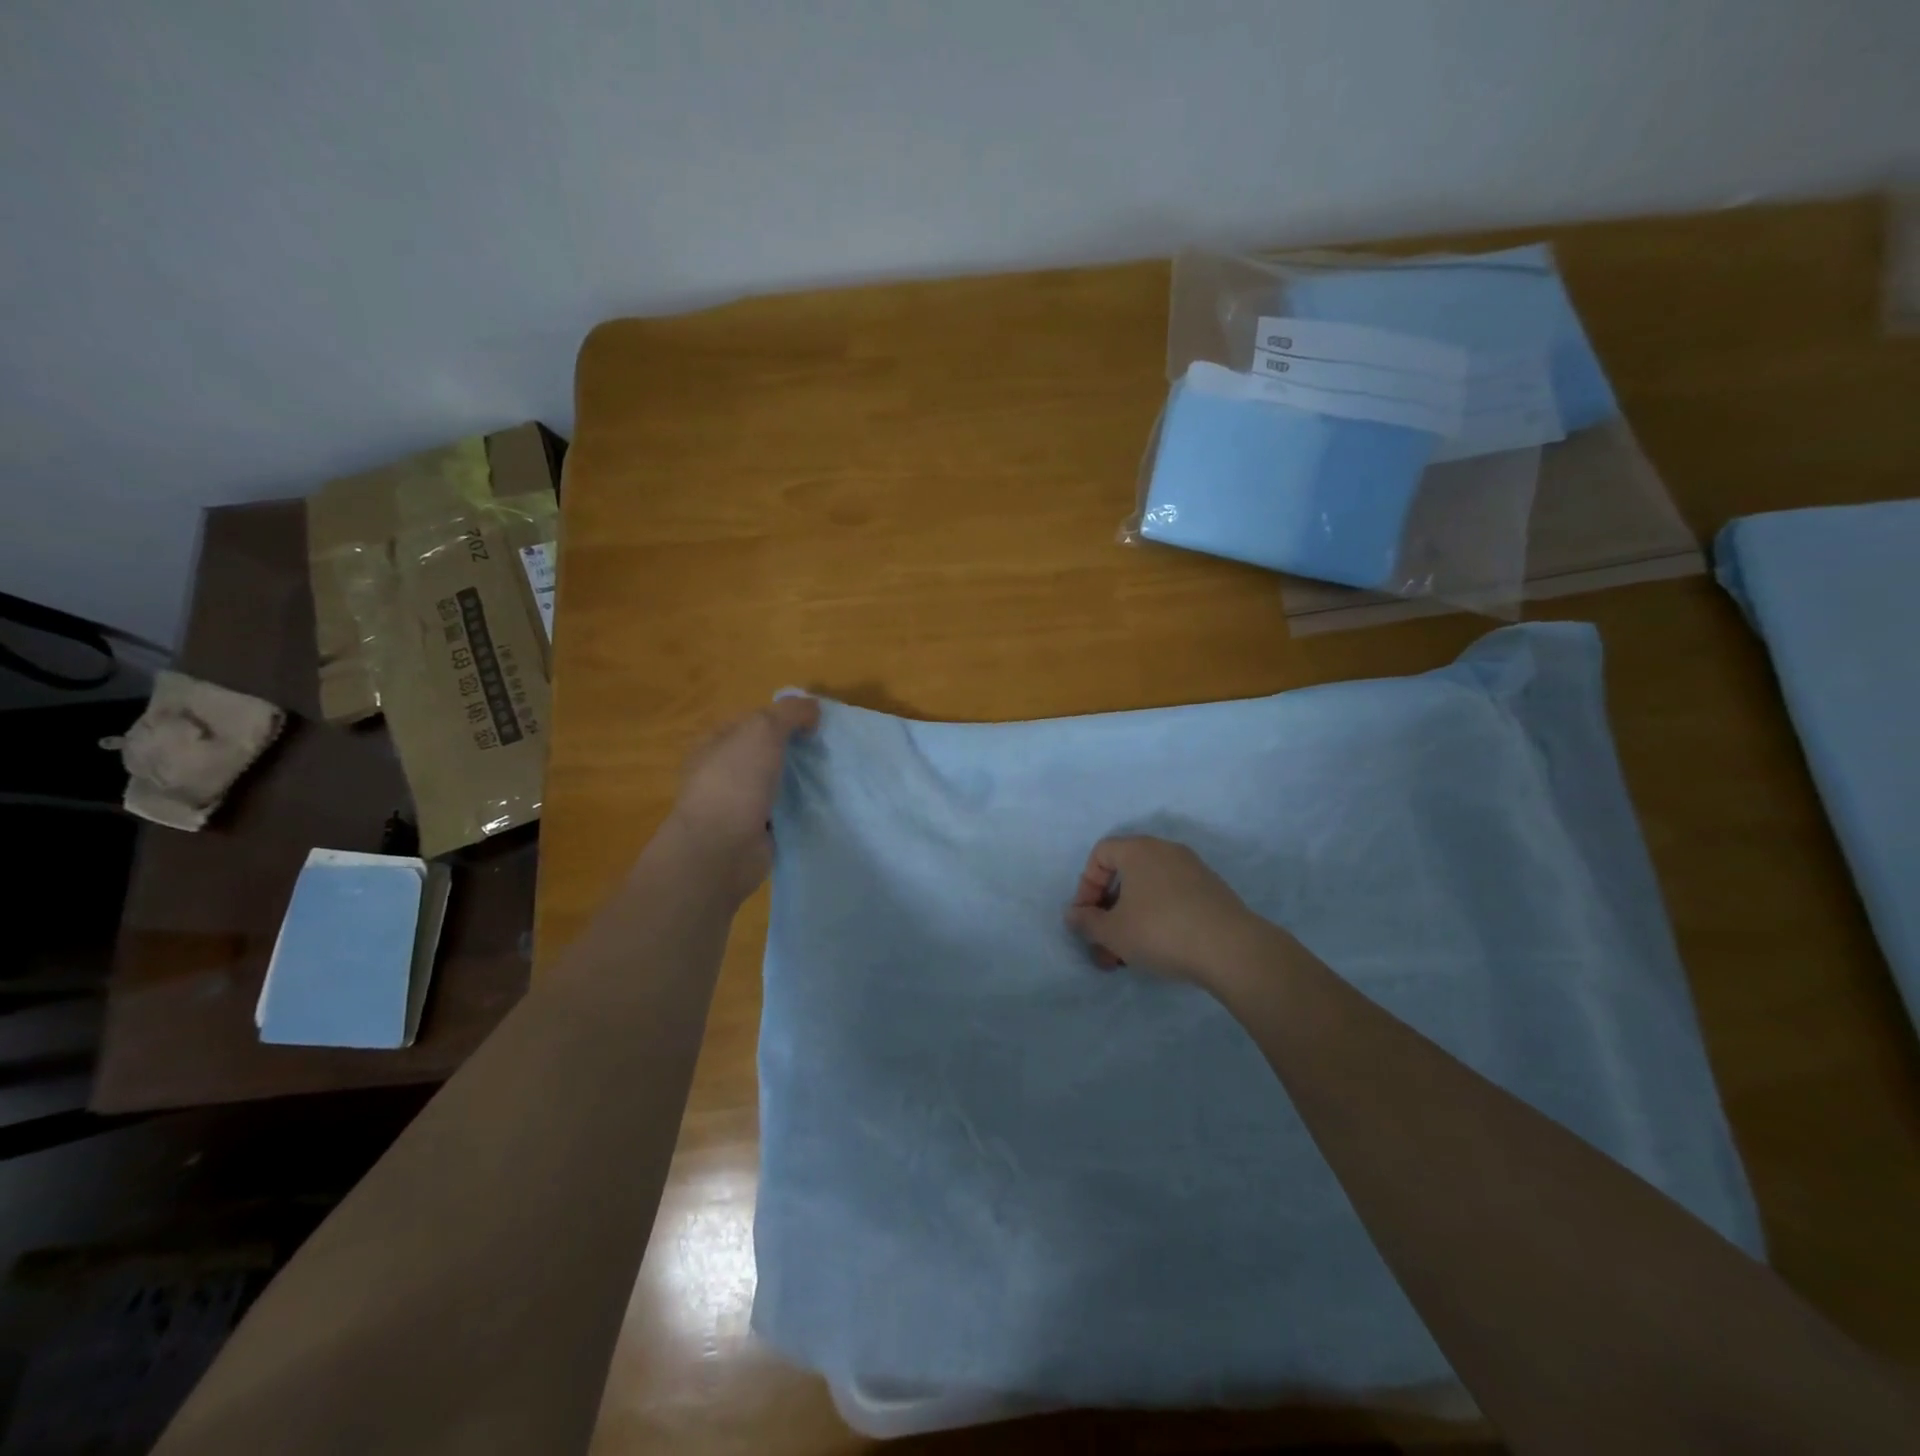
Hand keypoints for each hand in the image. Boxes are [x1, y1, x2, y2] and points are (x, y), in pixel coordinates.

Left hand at [666, 695, 819, 900]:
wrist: (721, 850)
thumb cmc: (736, 782)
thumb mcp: (763, 730)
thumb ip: (790, 712)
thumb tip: (813, 708)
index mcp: (715, 744)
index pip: (753, 721)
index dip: (784, 717)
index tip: (817, 723)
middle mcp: (723, 773)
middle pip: (767, 753)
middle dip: (797, 751)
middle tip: (829, 751)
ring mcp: (738, 804)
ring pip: (778, 784)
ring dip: (801, 782)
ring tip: (834, 777)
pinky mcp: (756, 832)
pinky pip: (785, 813)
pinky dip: (801, 810)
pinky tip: (824, 805)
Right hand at [1064, 835, 1262, 986]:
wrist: (1232, 949)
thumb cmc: (1161, 931)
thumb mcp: (1113, 932)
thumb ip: (1087, 922)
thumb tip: (1074, 914)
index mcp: (1139, 850)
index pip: (1101, 853)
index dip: (1086, 884)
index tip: (1087, 916)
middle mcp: (1166, 851)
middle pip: (1125, 873)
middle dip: (1108, 910)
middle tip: (1104, 944)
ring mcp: (1193, 870)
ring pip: (1149, 890)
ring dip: (1131, 919)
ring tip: (1128, 956)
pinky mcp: (1213, 891)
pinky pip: (1172, 898)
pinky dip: (1157, 918)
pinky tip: (1158, 950)